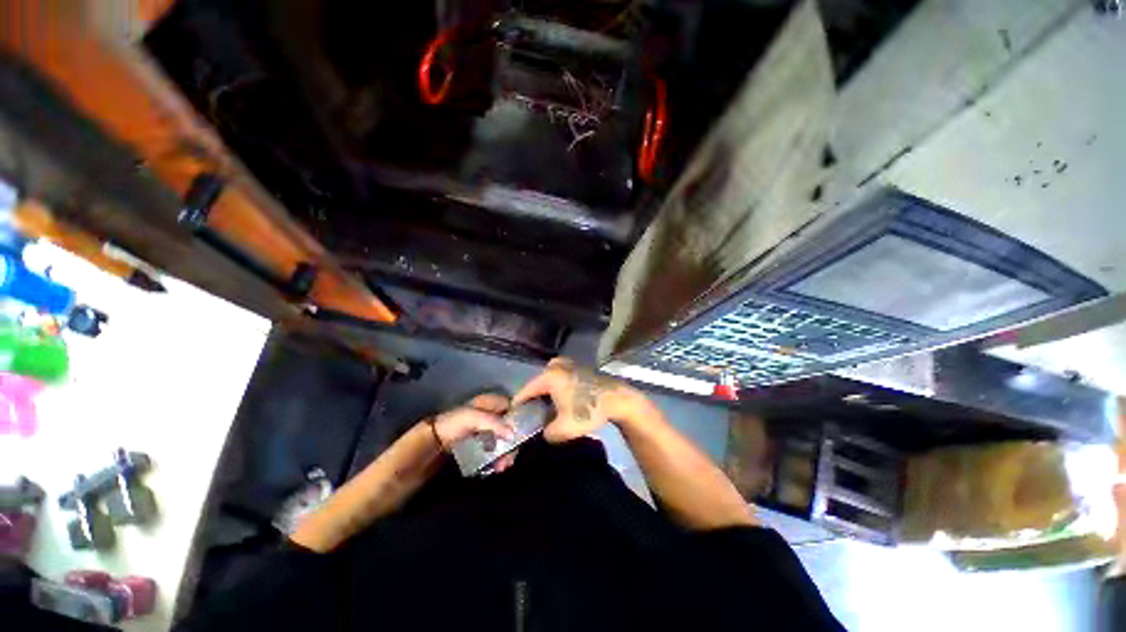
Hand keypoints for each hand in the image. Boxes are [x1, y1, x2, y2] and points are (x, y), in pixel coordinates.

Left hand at [432, 394, 515, 461]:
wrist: (432, 441)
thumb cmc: (453, 424)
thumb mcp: (473, 418)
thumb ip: (493, 423)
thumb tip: (513, 434)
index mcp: (492, 401)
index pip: (513, 408)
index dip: (520, 420)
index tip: (521, 437)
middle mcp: (493, 413)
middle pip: (511, 426)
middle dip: (512, 443)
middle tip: (509, 459)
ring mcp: (488, 428)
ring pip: (505, 438)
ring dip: (506, 452)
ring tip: (502, 466)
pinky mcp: (483, 441)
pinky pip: (497, 447)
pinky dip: (499, 456)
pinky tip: (497, 466)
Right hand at [513, 357, 642, 442]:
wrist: (618, 399)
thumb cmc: (589, 411)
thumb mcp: (564, 429)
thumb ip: (547, 434)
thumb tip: (544, 432)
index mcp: (549, 376)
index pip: (525, 391)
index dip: (518, 406)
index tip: (514, 418)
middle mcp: (555, 365)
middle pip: (536, 385)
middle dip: (533, 400)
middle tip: (532, 417)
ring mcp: (568, 363)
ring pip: (548, 381)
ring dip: (546, 394)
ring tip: (548, 410)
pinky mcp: (577, 366)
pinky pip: (559, 377)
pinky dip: (557, 388)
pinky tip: (562, 401)